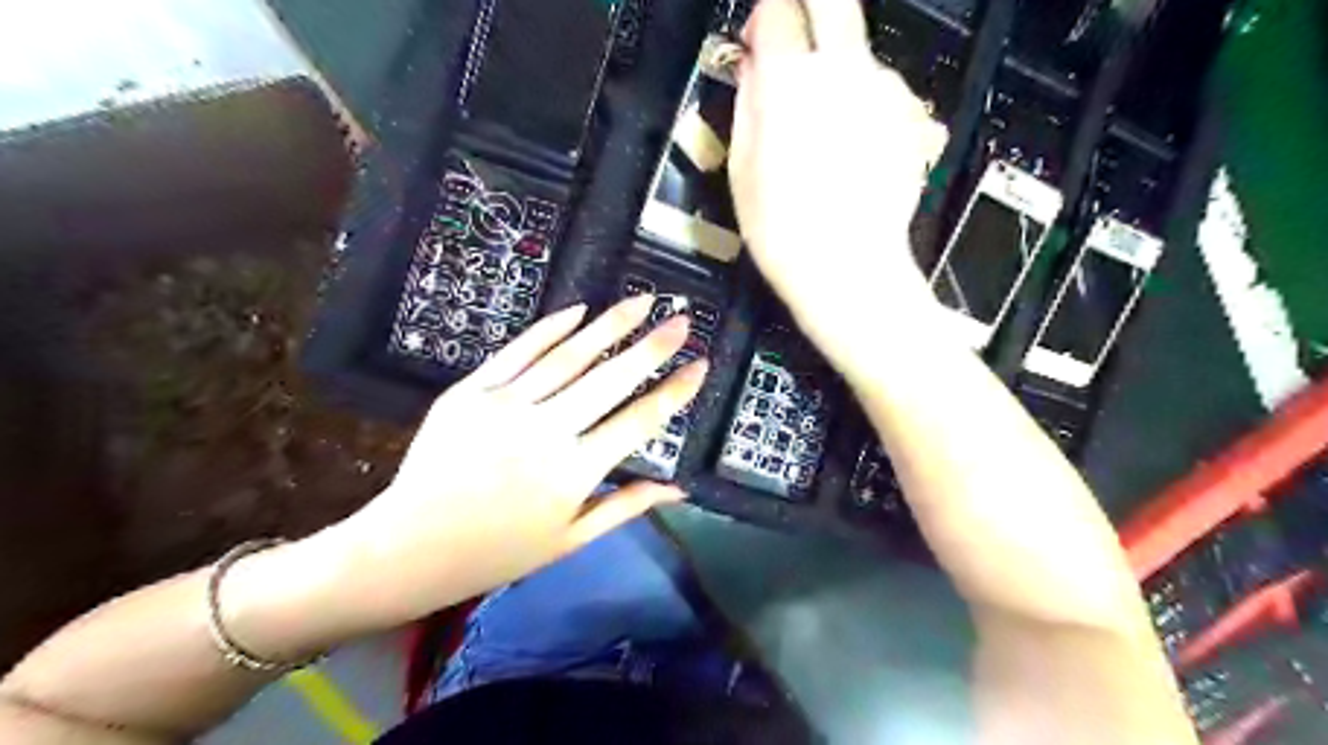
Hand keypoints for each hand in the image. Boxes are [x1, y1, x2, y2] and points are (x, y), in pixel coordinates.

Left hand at [314, 300, 703, 623]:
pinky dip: (551, 328)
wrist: (408, 548)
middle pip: (611, 378)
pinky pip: (518, 351)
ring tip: (641, 301)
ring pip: (569, 355)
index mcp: (575, 472)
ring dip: (609, 324)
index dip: (675, 391)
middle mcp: (547, 431)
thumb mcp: (570, 540)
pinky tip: (579, 310)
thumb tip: (679, 488)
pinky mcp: (471, 391)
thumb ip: (626, 506)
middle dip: (652, 346)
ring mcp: (506, 405)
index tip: (700, 365)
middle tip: (682, 319)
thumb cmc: (498, 552)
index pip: (640, 421)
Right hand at [730, 0, 949, 361]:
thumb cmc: (785, 231)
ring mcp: (883, 91)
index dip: (764, 21)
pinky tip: (850, 146)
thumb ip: (747, 103)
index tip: (759, 40)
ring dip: (836, 68)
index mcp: (789, 83)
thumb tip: (753, 68)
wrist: (849, 270)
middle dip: (808, 9)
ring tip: (821, 126)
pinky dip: (862, 102)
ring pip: (857, 50)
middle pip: (832, 1)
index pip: (776, 10)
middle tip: (793, 43)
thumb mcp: (741, 169)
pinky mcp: (909, 115)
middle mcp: (841, 72)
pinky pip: (879, 88)